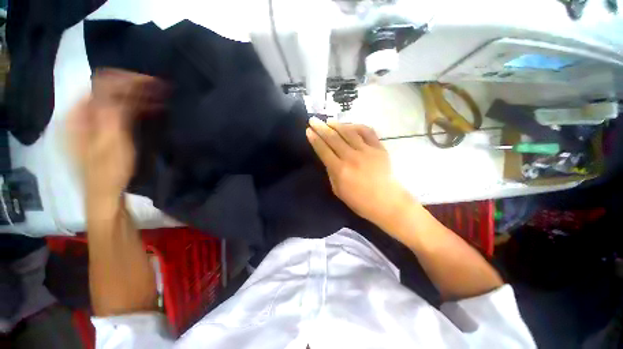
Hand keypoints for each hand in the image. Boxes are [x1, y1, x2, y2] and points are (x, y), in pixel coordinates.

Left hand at [67, 70, 164, 214]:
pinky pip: (118, 110)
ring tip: (159, 97)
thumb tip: (122, 87)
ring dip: (137, 96)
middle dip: (135, 87)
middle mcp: (82, 113)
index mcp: (79, 115)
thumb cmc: (108, 171)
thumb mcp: (111, 142)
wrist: (105, 193)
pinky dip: (134, 107)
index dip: (126, 80)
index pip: (102, 84)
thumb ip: (113, 113)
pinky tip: (149, 108)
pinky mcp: (102, 129)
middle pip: (108, 89)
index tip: (151, 82)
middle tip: (159, 88)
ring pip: (115, 99)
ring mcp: (92, 121)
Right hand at [306, 117, 414, 227]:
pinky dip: (357, 126)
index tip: (308, 130)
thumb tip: (328, 158)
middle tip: (313, 120)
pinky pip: (367, 132)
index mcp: (340, 170)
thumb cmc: (360, 201)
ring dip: (337, 125)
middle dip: (321, 128)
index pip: (323, 150)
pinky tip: (350, 125)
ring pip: (349, 132)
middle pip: (333, 138)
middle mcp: (352, 157)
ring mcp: (367, 151)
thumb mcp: (338, 190)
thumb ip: (331, 173)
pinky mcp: (379, 148)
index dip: (315, 139)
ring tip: (329, 120)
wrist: (387, 201)